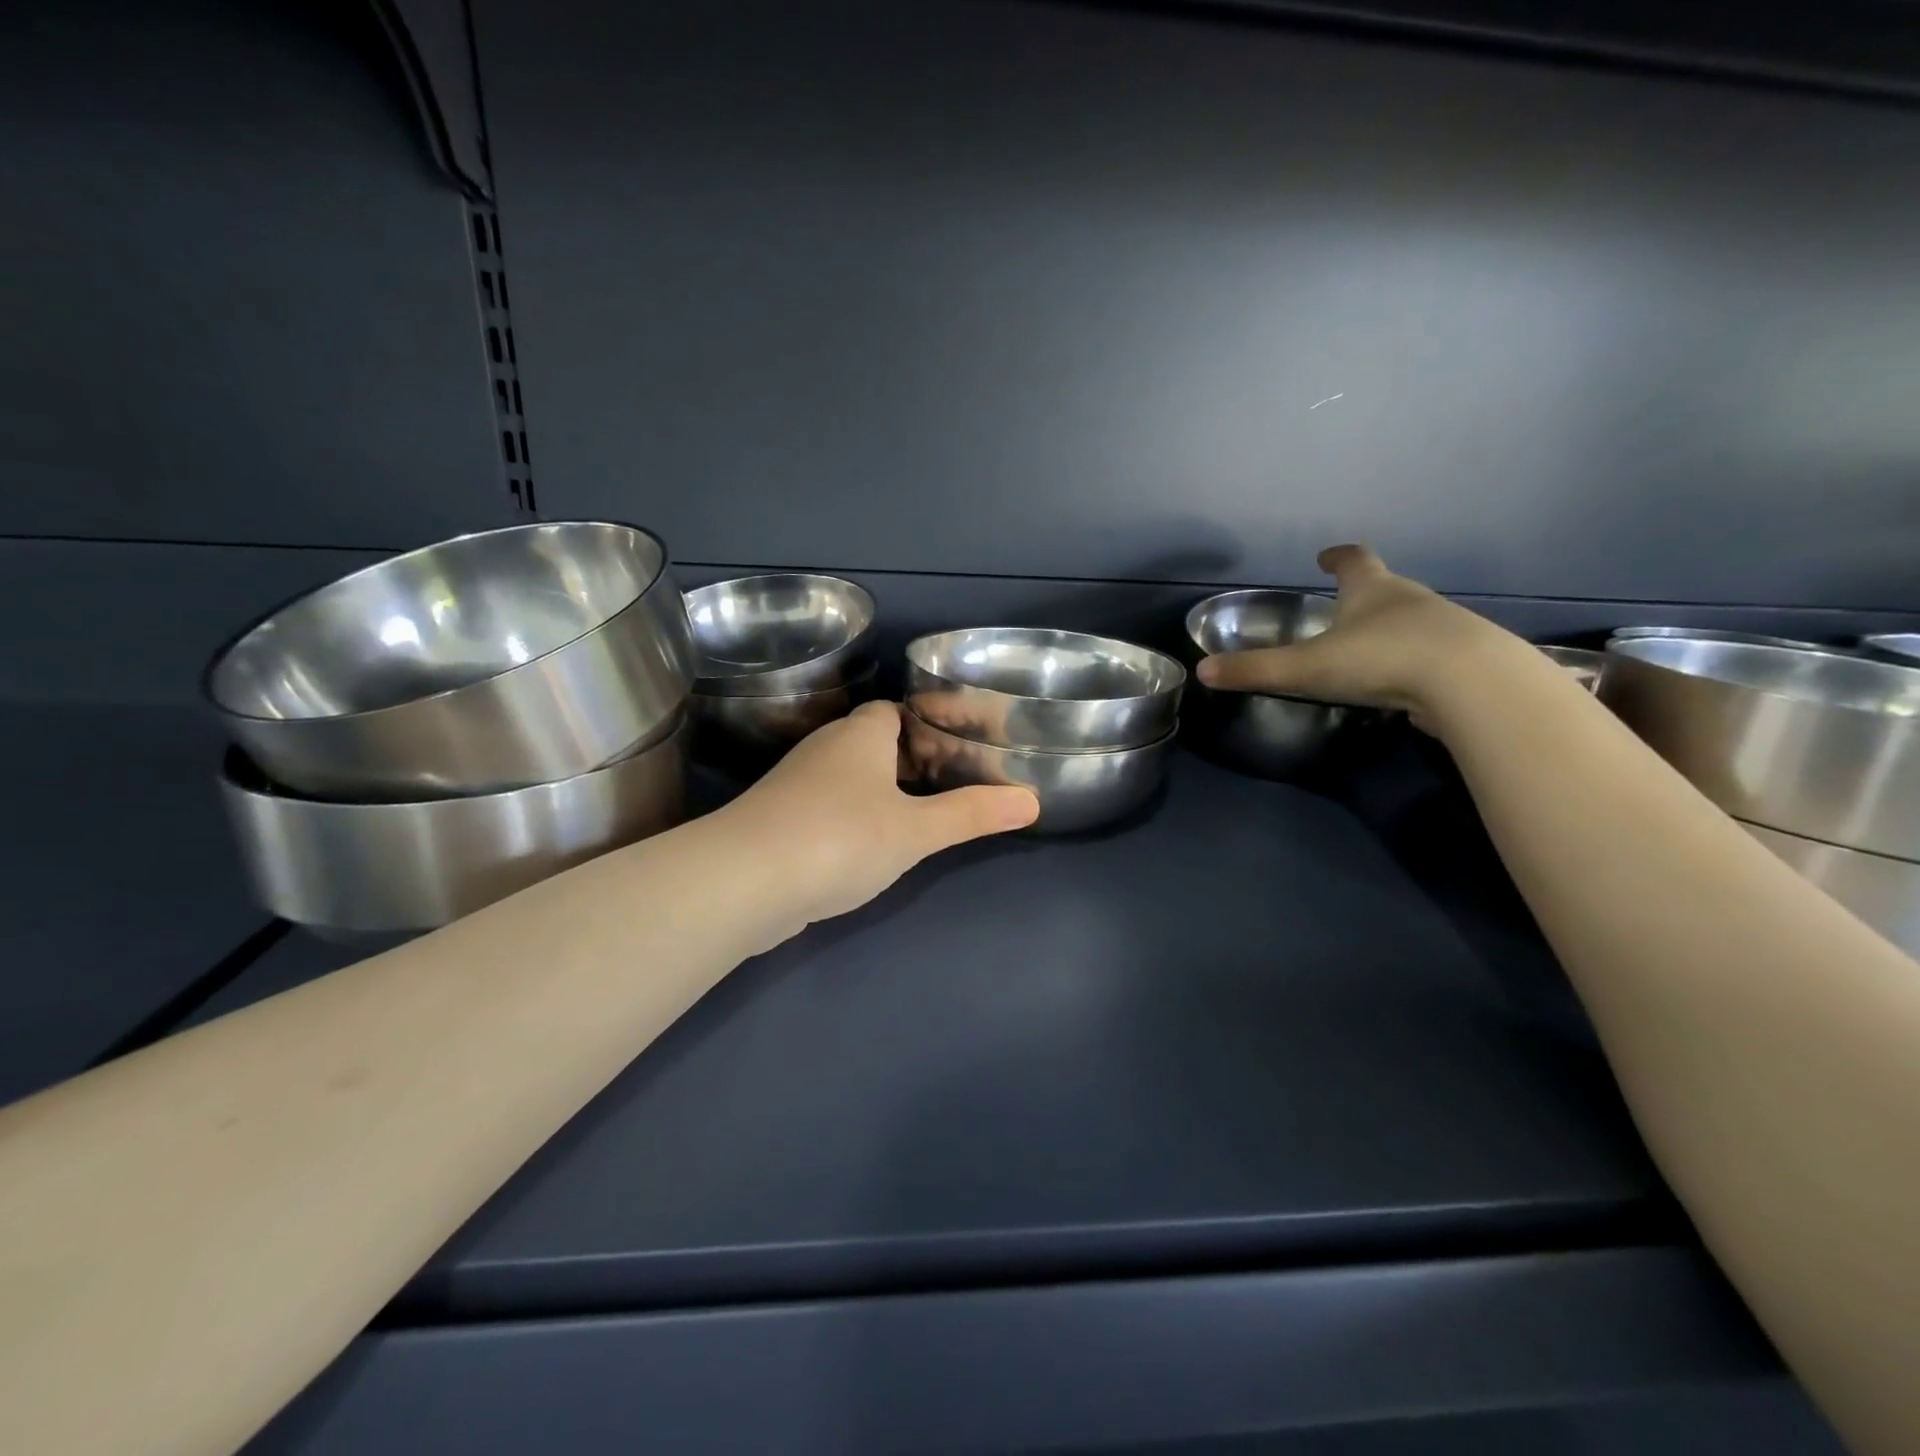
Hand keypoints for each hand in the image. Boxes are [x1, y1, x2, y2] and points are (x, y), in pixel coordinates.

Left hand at [714, 701, 1038, 929]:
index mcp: (859, 736)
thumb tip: (1031, 801)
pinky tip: (868, 849)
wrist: (744, 882)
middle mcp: (825, 750)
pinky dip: (851, 820)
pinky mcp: (778, 821)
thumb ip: (971, 815)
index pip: (892, 711)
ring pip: (847, 779)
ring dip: (878, 794)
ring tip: (917, 819)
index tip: (956, 748)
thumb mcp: (916, 830)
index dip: (924, 725)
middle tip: (948, 786)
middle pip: (871, 744)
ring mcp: (796, 786)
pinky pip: (826, 809)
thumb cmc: (841, 837)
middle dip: (907, 762)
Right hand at [1195, 545, 1525, 723]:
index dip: (1338, 557)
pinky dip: (1413, 660)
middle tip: (1342, 607)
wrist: (1471, 683)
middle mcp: (1410, 599)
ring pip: (1411, 619)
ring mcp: (1442, 627)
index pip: (1354, 560)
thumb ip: (1256, 670)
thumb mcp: (1307, 667)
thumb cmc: (1381, 659)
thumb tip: (1202, 672)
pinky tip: (1402, 682)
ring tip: (1368, 649)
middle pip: (1385, 586)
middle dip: (1363, 593)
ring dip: (1390, 628)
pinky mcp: (1464, 660)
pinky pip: (1431, 653)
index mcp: (1371, 590)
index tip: (1326, 557)